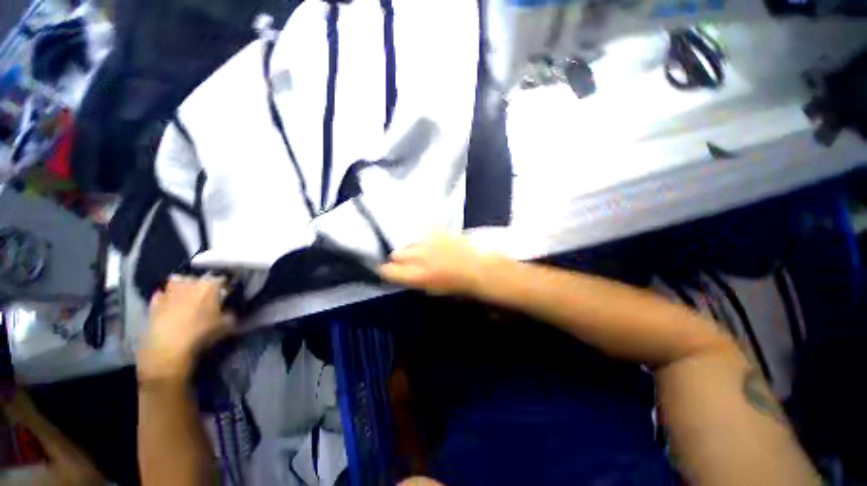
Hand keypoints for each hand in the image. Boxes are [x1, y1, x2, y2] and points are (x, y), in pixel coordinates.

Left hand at [137, 277, 232, 384]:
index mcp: (209, 286)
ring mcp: (169, 292)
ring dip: (183, 286)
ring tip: (187, 296)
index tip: (227, 292)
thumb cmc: (202, 334)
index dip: (225, 285)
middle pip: (198, 278)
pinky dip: (165, 297)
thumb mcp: (227, 325)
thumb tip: (230, 309)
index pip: (221, 278)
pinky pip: (161, 294)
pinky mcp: (153, 303)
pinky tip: (169, 304)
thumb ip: (231, 313)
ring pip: (177, 281)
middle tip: (207, 294)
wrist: (168, 350)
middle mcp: (189, 283)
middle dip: (202, 284)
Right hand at [378, 231, 498, 295]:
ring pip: (409, 243)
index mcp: (417, 275)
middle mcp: (419, 257)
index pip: (388, 270)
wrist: (477, 268)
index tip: (388, 270)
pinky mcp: (437, 231)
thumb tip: (400, 273)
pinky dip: (426, 240)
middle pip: (396, 254)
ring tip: (424, 253)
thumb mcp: (430, 289)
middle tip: (409, 262)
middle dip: (399, 259)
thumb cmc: (455, 284)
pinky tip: (434, 245)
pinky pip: (424, 234)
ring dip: (412, 249)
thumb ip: (411, 280)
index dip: (386, 271)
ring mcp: (428, 242)